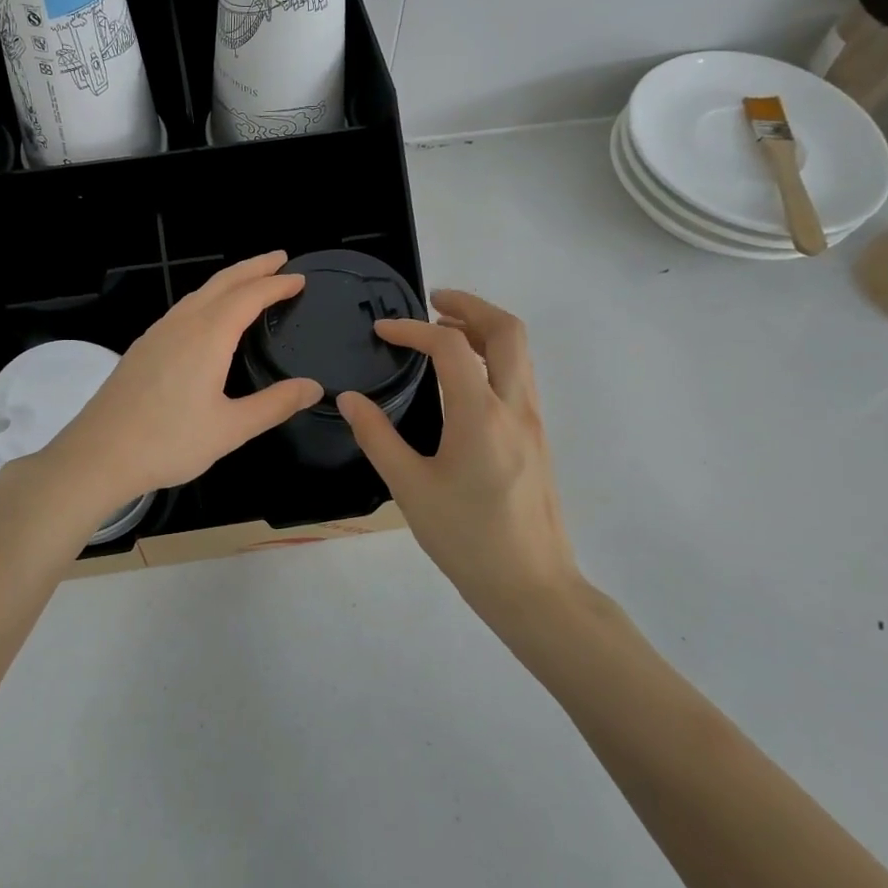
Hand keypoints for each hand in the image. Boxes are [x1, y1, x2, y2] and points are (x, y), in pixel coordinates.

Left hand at [42, 252, 322, 513]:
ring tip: (250, 280)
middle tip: (280, 258)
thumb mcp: (230, 429)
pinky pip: (182, 308)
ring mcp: (157, 334)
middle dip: (253, 267)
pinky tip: (207, 315)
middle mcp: (182, 324)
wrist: (98, 455)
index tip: (300, 278)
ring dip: (228, 281)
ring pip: (198, 293)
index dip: (277, 284)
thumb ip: (274, 405)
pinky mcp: (142, 348)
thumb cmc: (168, 443)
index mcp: (207, 337)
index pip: (249, 297)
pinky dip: (207, 298)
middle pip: (222, 283)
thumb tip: (314, 387)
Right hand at [335, 290, 582, 627]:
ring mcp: (533, 421)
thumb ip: (377, 437)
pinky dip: (494, 355)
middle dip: (470, 305)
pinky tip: (464, 377)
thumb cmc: (466, 538)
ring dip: (484, 328)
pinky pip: (520, 376)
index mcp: (480, 415)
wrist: (532, 585)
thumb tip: (350, 398)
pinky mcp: (538, 438)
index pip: (450, 346)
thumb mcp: (410, 488)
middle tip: (433, 301)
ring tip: (445, 330)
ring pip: (520, 352)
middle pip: (507, 330)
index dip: (413, 329)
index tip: (383, 331)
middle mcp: (515, 407)